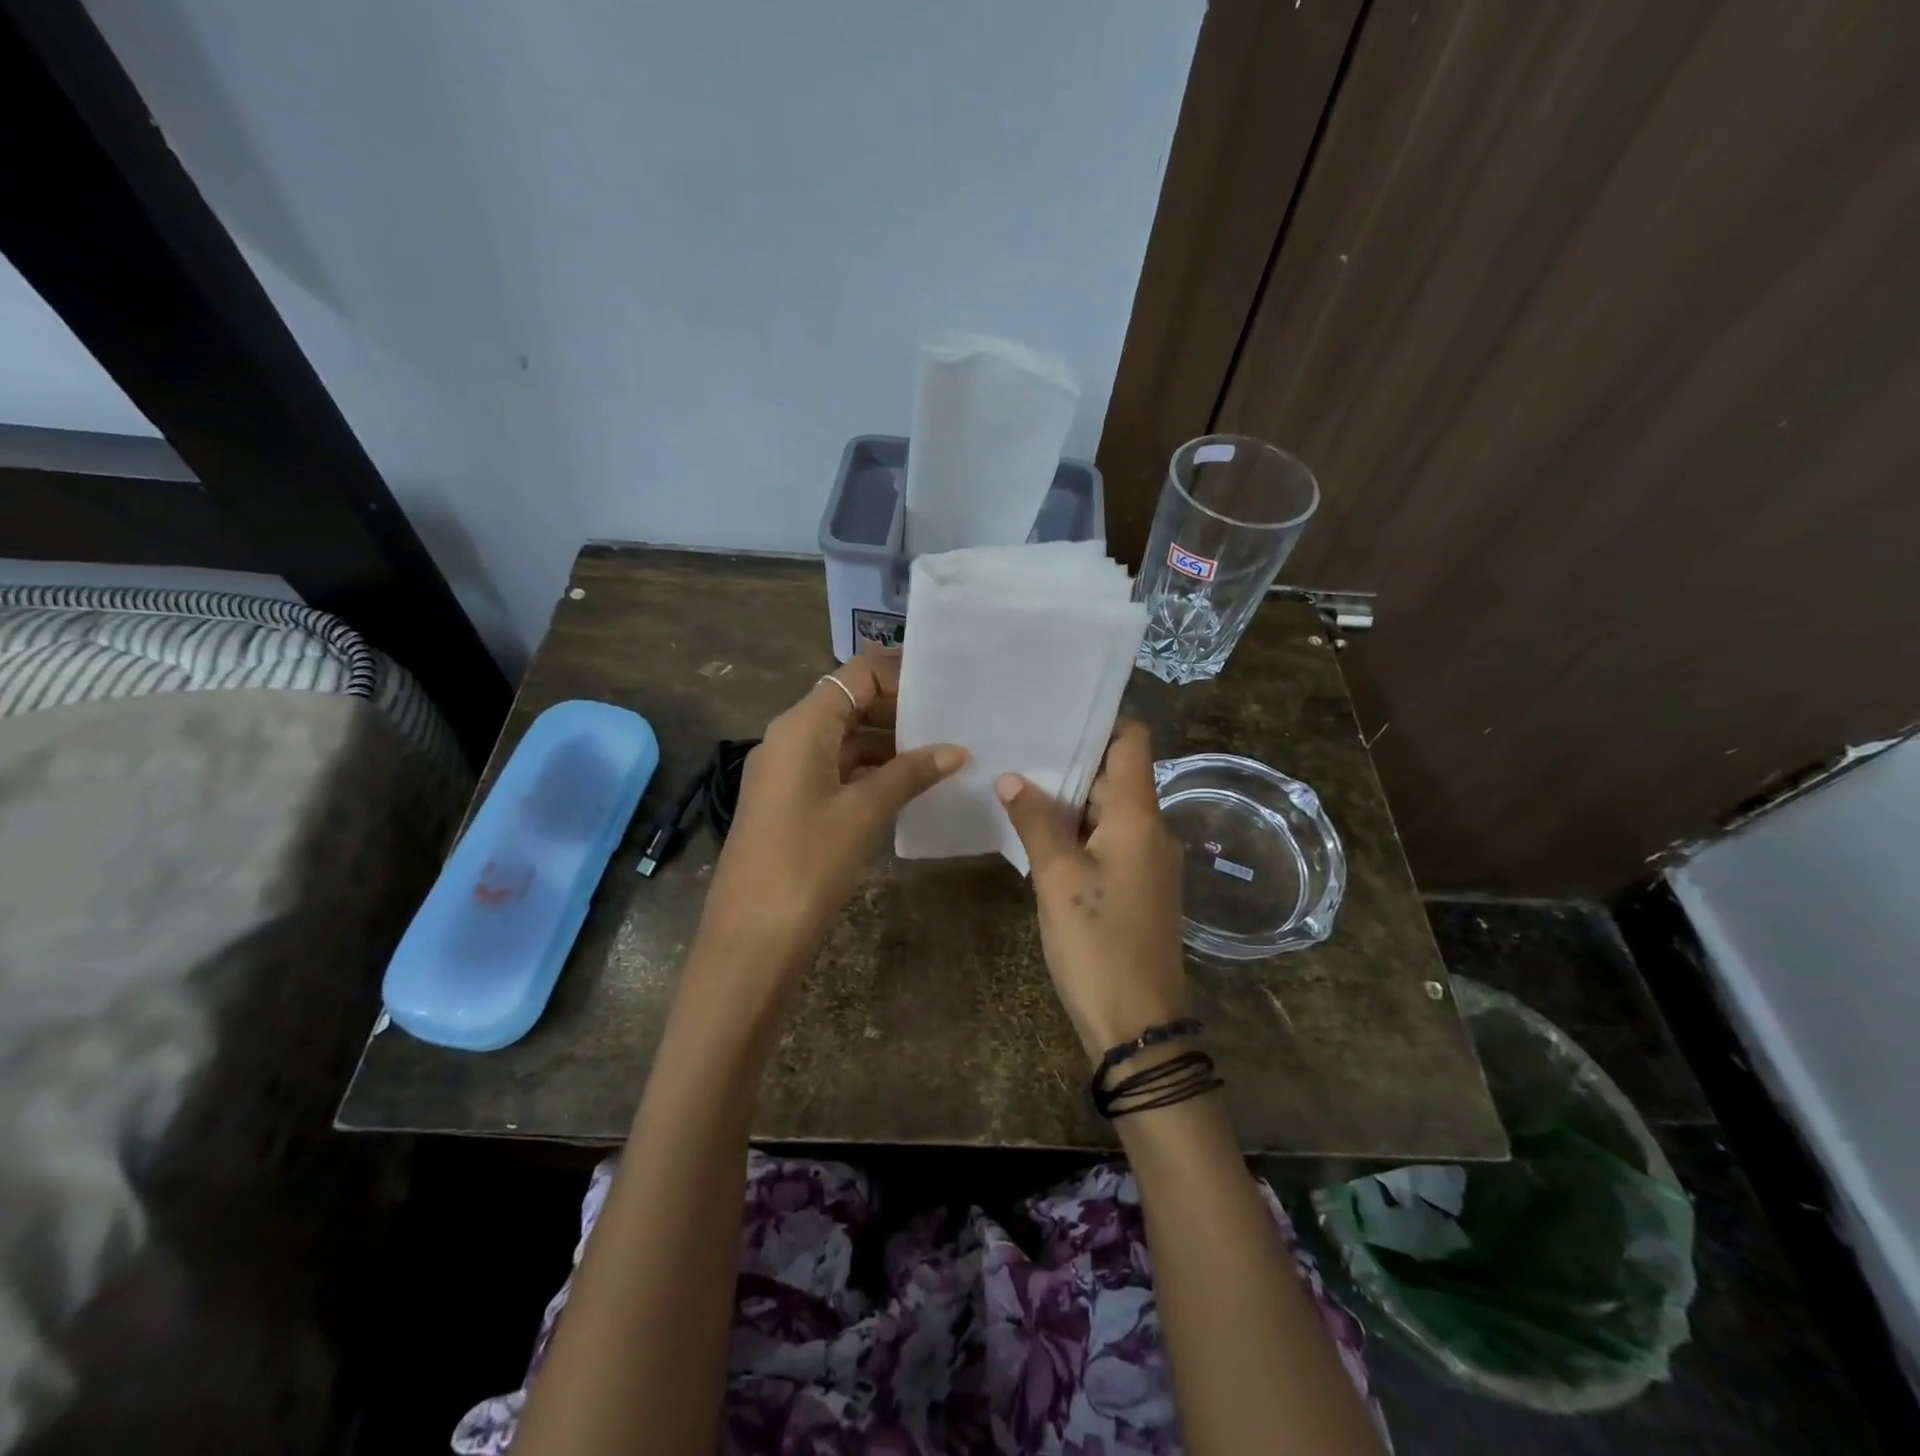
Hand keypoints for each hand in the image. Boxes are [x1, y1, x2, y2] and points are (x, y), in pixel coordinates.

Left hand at [700, 654, 964, 973]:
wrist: (751, 938)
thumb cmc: (807, 865)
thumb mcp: (863, 813)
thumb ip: (909, 774)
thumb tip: (955, 751)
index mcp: (802, 726)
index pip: (856, 675)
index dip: (901, 674)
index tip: (947, 688)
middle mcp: (790, 737)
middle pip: (851, 702)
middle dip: (900, 709)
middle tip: (953, 723)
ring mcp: (788, 770)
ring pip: (845, 737)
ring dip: (889, 742)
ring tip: (942, 752)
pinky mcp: (792, 801)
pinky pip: (837, 768)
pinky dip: (872, 770)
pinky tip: (910, 784)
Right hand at [996, 719, 1190, 1063]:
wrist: (1138, 1025)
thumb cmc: (1098, 943)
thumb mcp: (1057, 878)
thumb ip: (1036, 821)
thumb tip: (1012, 777)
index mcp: (1140, 816)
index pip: (1133, 742)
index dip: (1101, 721)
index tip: (1055, 713)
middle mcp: (1152, 829)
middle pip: (1116, 774)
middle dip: (1071, 760)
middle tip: (1019, 747)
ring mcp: (1147, 860)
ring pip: (1109, 810)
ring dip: (1069, 798)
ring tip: (1018, 782)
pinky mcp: (1138, 886)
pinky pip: (1108, 840)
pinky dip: (1077, 830)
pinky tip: (1038, 832)